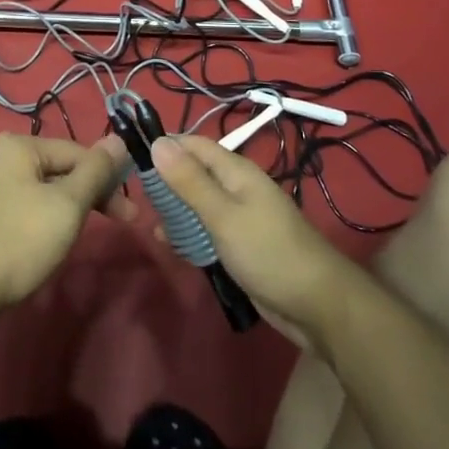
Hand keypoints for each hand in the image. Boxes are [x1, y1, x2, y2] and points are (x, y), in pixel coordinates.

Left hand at [0, 134, 134, 317]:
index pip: (77, 153)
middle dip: (90, 195)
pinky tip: (49, 238)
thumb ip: (96, 171)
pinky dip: (43, 216)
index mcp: (18, 144)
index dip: (108, 180)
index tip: (130, 214)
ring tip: (81, 234)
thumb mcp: (67, 205)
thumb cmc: (18, 241)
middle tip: (119, 224)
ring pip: (42, 188)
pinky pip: (23, 203)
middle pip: (59, 168)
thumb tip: (118, 139)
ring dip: (68, 207)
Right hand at [151, 136, 358, 346]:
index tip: (131, 155)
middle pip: (194, 172)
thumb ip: (189, 181)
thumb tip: (157, 142)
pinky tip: (169, 244)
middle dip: (166, 179)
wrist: (317, 305)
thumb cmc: (268, 252)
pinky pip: (207, 229)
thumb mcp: (223, 215)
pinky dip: (188, 232)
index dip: (165, 145)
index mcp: (236, 171)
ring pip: (198, 202)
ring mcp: (240, 217)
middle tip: (134, 192)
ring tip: (147, 220)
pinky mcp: (240, 244)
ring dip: (175, 208)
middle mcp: (237, 187)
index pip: (194, 145)